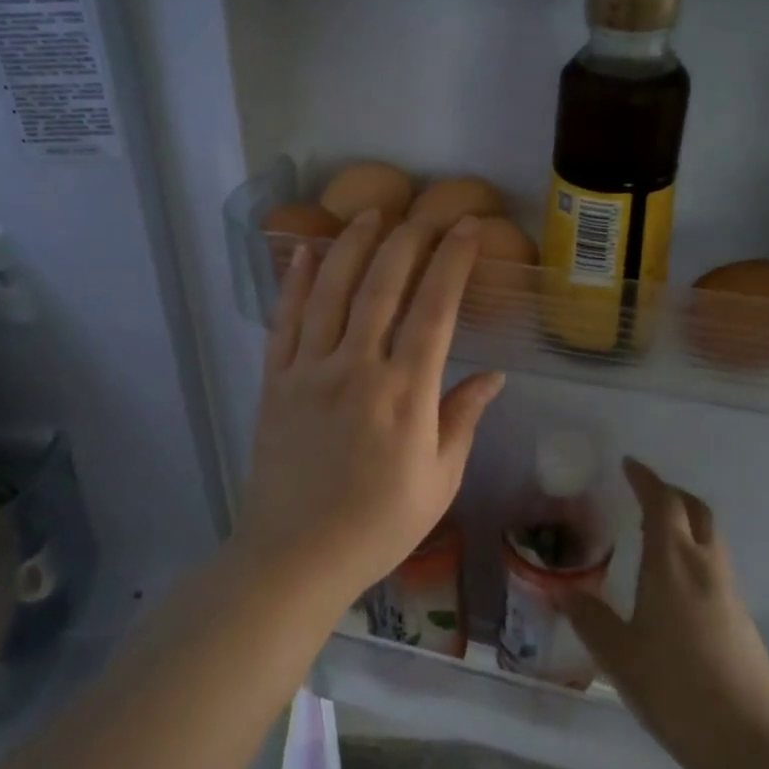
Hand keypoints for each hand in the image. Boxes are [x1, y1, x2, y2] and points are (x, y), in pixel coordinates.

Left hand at [236, 209, 505, 606]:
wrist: (295, 556)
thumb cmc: (378, 525)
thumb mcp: (439, 480)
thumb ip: (463, 419)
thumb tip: (492, 377)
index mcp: (405, 393)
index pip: (435, 309)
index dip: (452, 261)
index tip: (465, 228)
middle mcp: (357, 368)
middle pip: (382, 286)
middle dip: (406, 241)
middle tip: (423, 213)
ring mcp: (310, 370)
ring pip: (332, 291)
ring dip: (353, 246)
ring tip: (370, 214)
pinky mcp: (276, 381)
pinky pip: (285, 320)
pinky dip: (296, 282)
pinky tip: (306, 252)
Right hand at [558, 459, 768, 768]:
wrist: (748, 744)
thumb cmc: (674, 689)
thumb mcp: (618, 654)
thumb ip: (588, 618)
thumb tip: (560, 591)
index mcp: (673, 564)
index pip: (663, 503)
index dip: (646, 479)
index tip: (630, 465)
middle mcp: (705, 567)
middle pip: (696, 511)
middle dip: (671, 494)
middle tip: (645, 494)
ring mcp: (729, 593)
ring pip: (710, 538)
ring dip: (686, 522)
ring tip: (656, 535)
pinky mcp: (742, 619)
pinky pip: (715, 566)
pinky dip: (695, 553)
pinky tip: (675, 585)